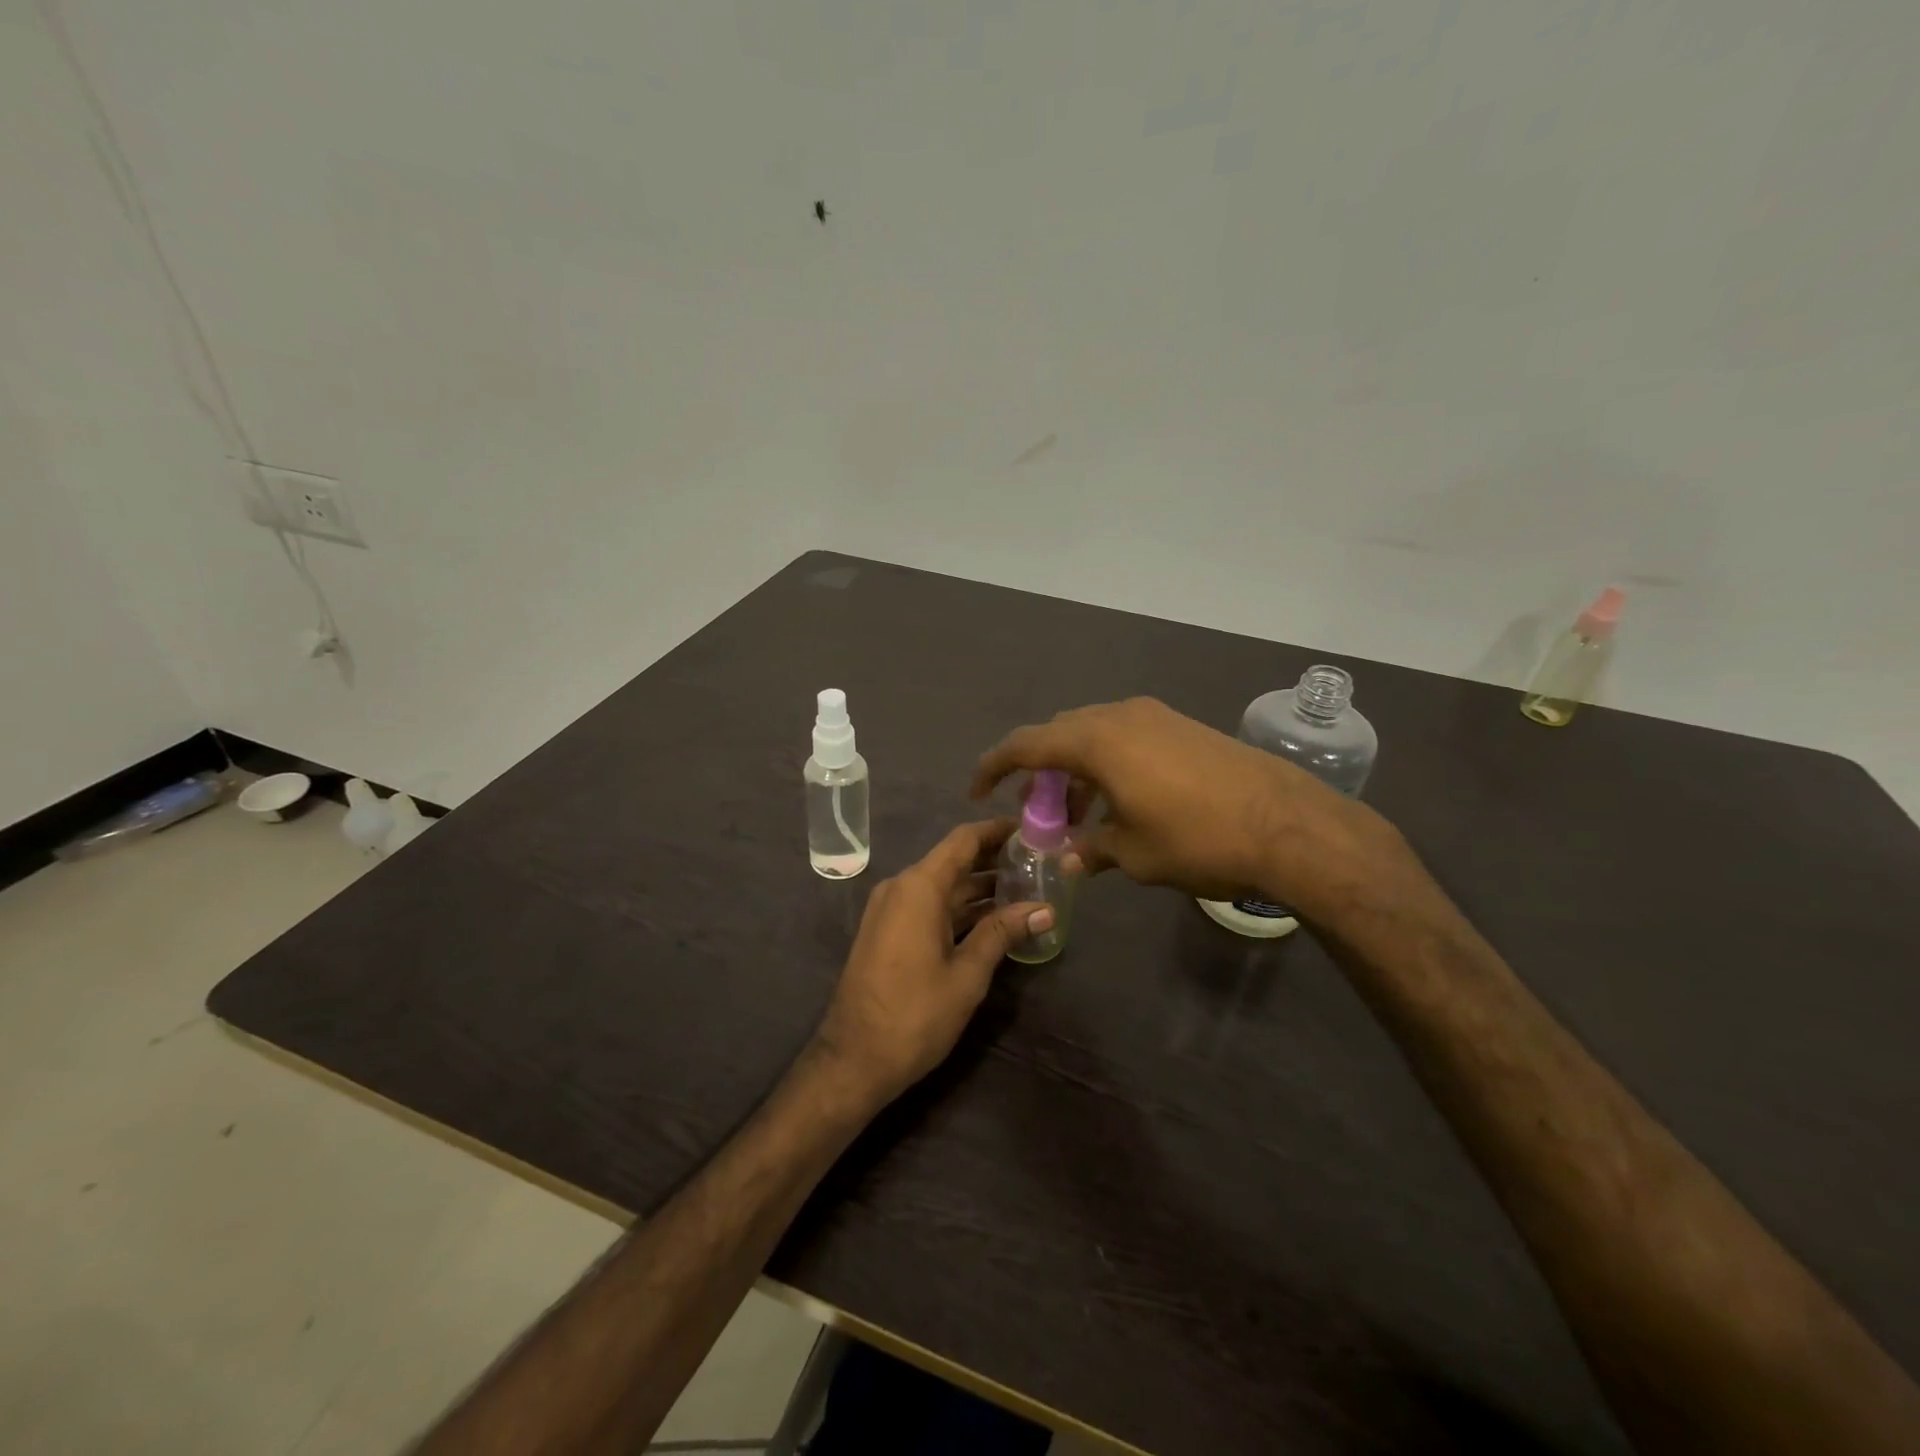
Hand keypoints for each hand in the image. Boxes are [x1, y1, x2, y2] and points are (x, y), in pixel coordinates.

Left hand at [810, 819, 1052, 1105]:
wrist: (854, 1059)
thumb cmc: (915, 1014)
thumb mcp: (967, 974)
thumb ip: (1003, 933)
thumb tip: (1045, 909)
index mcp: (919, 887)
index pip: (963, 840)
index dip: (997, 830)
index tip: (1030, 828)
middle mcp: (902, 887)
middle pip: (954, 861)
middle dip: (994, 860)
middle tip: (1038, 862)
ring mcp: (891, 910)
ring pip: (943, 886)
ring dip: (980, 887)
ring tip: (1026, 889)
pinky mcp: (888, 932)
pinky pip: (929, 906)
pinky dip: (960, 908)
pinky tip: (993, 918)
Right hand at [972, 697, 1422, 926]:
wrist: (1290, 825)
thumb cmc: (1198, 840)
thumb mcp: (1134, 854)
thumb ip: (1092, 850)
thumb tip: (1070, 859)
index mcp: (1096, 741)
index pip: (1025, 745)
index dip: (993, 766)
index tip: (977, 790)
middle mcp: (1120, 716)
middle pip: (1059, 734)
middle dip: (1039, 770)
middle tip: (1036, 810)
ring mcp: (1155, 717)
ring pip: (1094, 734)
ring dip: (1076, 768)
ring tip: (1079, 814)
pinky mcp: (1182, 726)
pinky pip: (1125, 736)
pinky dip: (1107, 763)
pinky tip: (1121, 799)